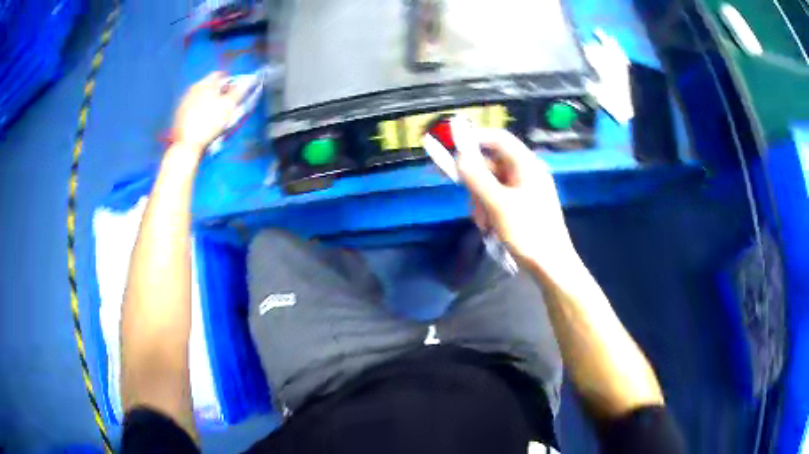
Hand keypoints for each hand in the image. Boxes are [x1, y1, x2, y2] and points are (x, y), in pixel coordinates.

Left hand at [171, 72, 247, 150]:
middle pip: (208, 84)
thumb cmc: (210, 122)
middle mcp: (193, 87)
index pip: (219, 74)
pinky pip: (191, 105)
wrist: (187, 143)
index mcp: (206, 83)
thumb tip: (250, 80)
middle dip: (217, 89)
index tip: (234, 89)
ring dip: (207, 98)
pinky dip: (197, 108)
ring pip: (199, 94)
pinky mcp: (178, 113)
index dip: (229, 80)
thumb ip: (240, 91)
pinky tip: (201, 118)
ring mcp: (184, 100)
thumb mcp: (229, 106)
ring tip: (213, 110)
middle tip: (224, 100)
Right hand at [457, 129, 577, 275]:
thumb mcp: (498, 204)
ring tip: (483, 223)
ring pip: (492, 183)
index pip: (499, 139)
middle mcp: (527, 172)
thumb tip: (459, 157)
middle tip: (471, 203)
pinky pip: (499, 197)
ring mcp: (526, 189)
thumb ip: (477, 178)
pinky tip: (489, 226)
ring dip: (481, 200)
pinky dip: (489, 208)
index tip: (454, 148)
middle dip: (477, 182)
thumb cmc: (528, 232)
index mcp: (527, 165)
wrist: (551, 265)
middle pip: (492, 163)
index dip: (476, 139)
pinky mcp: (524, 205)